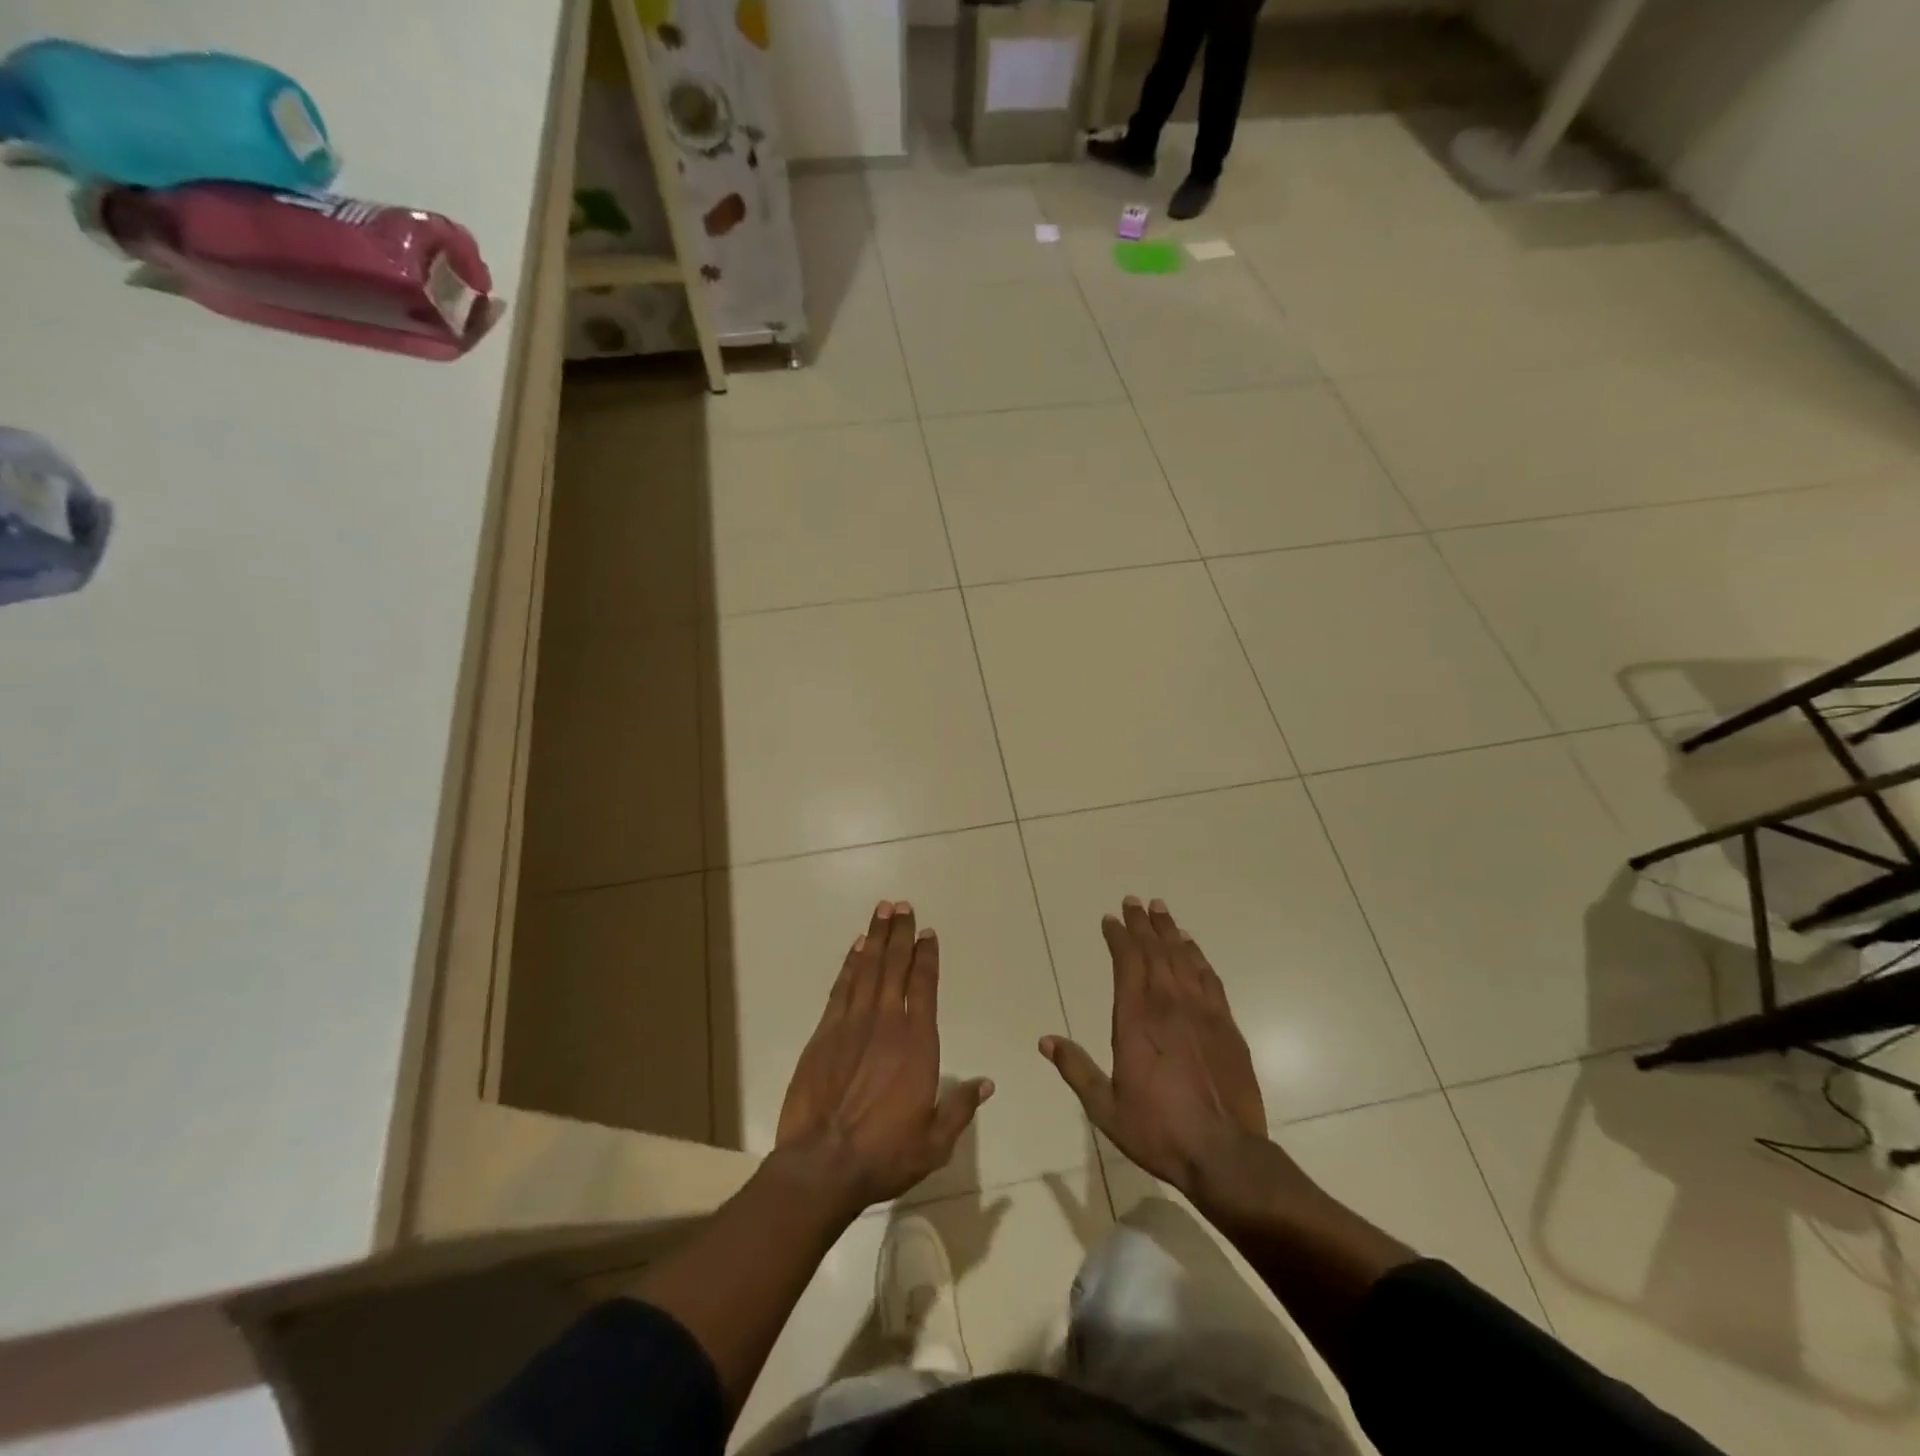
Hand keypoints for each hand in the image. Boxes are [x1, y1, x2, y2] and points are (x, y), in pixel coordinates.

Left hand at [775, 901, 992, 1214]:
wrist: (822, 1164)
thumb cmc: (885, 1154)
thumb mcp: (935, 1141)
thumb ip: (961, 1108)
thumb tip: (986, 1083)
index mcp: (918, 1044)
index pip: (924, 987)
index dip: (926, 957)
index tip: (927, 933)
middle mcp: (886, 1023)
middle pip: (895, 966)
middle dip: (900, 934)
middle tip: (902, 905)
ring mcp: (852, 1024)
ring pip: (867, 969)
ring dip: (876, 938)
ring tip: (881, 911)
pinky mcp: (824, 1033)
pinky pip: (841, 987)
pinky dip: (850, 963)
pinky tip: (855, 947)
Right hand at [1041, 897, 1267, 1200]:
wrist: (1225, 1154)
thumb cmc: (1159, 1131)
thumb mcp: (1105, 1108)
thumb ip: (1076, 1069)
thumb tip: (1045, 1041)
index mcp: (1136, 1020)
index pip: (1126, 963)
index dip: (1118, 937)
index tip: (1111, 919)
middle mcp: (1168, 1005)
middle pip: (1154, 952)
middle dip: (1142, 924)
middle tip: (1134, 902)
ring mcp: (1201, 1012)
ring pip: (1183, 958)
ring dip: (1169, 932)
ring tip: (1161, 911)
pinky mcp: (1227, 1025)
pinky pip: (1209, 978)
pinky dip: (1198, 956)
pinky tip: (1192, 947)